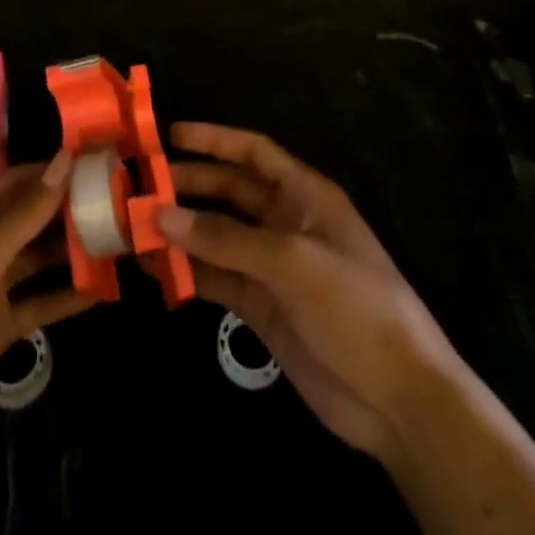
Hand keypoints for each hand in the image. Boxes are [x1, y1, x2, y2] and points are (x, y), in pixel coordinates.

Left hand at [0, 153, 88, 477]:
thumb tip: (66, 157)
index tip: (100, 162)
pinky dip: (66, 296)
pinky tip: (103, 289)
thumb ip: (24, 212)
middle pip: (26, 220)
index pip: (13, 182)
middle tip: (120, 201)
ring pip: (35, 260)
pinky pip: (37, 303)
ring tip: (120, 238)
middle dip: (67, 211)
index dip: (53, 171)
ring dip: (70, 251)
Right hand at [160, 123, 461, 468]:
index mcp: (305, 196)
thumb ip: (225, 238)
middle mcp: (286, 223)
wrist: (398, 398)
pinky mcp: (262, 307)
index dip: (215, 140)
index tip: (169, 136)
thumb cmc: (355, 306)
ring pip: (218, 236)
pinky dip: (189, 273)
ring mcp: (273, 267)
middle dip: (189, 186)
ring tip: (136, 228)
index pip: (254, 153)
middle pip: (230, 192)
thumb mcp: (292, 262)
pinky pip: (218, 278)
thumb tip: (160, 215)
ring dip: (182, 232)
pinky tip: (156, 271)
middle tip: (141, 187)